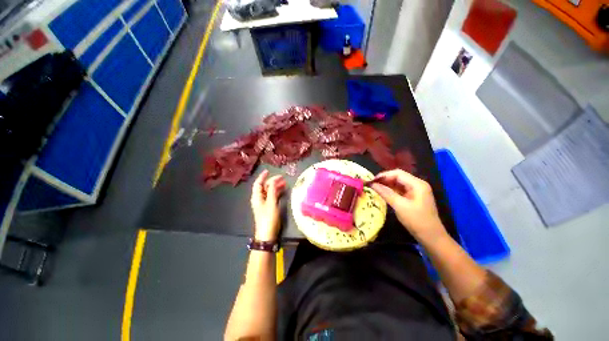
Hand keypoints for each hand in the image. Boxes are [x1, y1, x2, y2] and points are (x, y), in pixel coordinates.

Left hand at [251, 170, 286, 241]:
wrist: (267, 234)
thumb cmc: (268, 218)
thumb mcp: (271, 203)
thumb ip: (272, 191)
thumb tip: (274, 180)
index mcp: (257, 197)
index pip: (258, 183)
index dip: (262, 176)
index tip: (268, 171)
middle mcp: (259, 199)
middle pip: (264, 187)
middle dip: (272, 181)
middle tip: (282, 177)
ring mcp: (264, 203)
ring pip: (269, 191)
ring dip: (276, 186)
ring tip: (285, 183)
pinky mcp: (268, 207)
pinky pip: (272, 196)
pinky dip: (277, 192)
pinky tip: (283, 190)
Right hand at [371, 170, 446, 243]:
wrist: (431, 237)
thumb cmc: (417, 221)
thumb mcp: (400, 206)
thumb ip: (386, 193)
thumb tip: (372, 184)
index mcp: (417, 184)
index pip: (398, 173)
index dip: (384, 175)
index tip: (372, 180)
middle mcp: (417, 184)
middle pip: (398, 177)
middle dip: (384, 180)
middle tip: (372, 184)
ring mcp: (416, 191)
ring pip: (398, 183)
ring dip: (387, 185)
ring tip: (375, 188)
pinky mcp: (413, 197)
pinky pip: (400, 190)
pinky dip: (391, 190)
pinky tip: (383, 192)